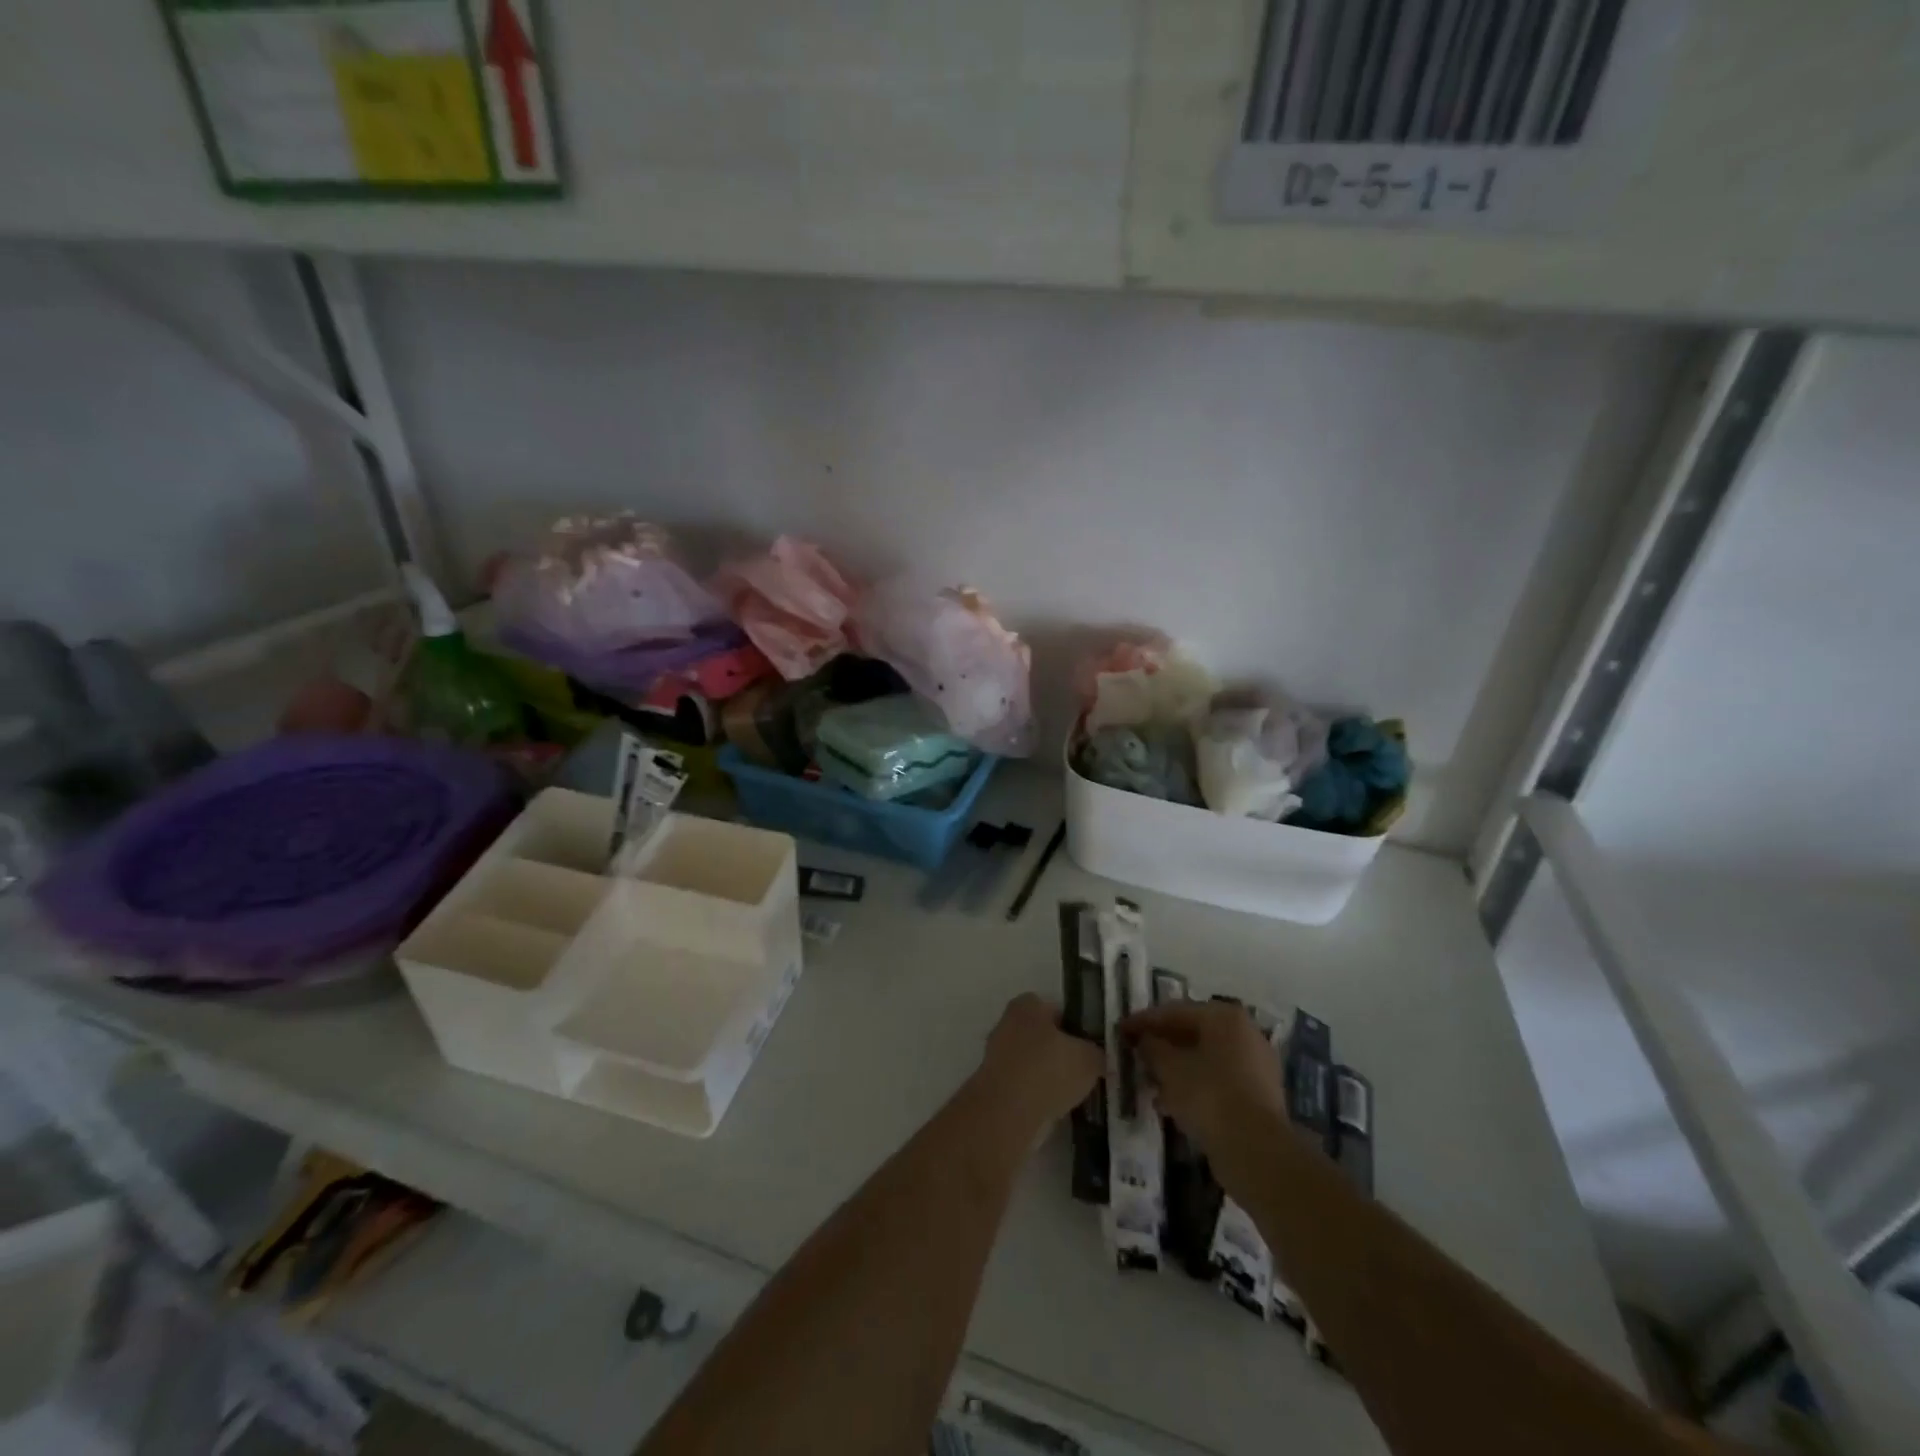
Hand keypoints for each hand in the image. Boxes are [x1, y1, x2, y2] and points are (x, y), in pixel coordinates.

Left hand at [971, 994, 1103, 1138]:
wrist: (1008, 1113)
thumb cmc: (1049, 1071)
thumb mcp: (1089, 1058)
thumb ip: (1097, 1053)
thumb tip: (1099, 1057)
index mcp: (1027, 1005)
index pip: (1056, 1008)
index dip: (1075, 1026)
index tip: (1091, 1046)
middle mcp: (1008, 1023)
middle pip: (1043, 1036)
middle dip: (1062, 1052)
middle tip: (1085, 1071)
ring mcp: (997, 1055)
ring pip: (1034, 1062)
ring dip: (1050, 1076)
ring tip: (1075, 1094)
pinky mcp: (994, 1085)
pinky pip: (1024, 1085)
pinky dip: (1038, 1095)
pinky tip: (1057, 1109)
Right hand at [1120, 1001, 1286, 1154]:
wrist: (1256, 1150)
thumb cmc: (1208, 1095)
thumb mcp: (1168, 1067)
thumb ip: (1151, 1047)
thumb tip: (1144, 1040)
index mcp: (1224, 1017)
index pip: (1174, 1011)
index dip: (1143, 1021)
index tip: (1121, 1031)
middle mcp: (1244, 1033)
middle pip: (1192, 1033)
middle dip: (1162, 1045)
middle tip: (1135, 1056)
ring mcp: (1255, 1065)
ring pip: (1205, 1059)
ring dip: (1176, 1069)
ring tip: (1149, 1084)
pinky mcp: (1258, 1096)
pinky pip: (1217, 1081)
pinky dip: (1194, 1087)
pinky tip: (1172, 1104)